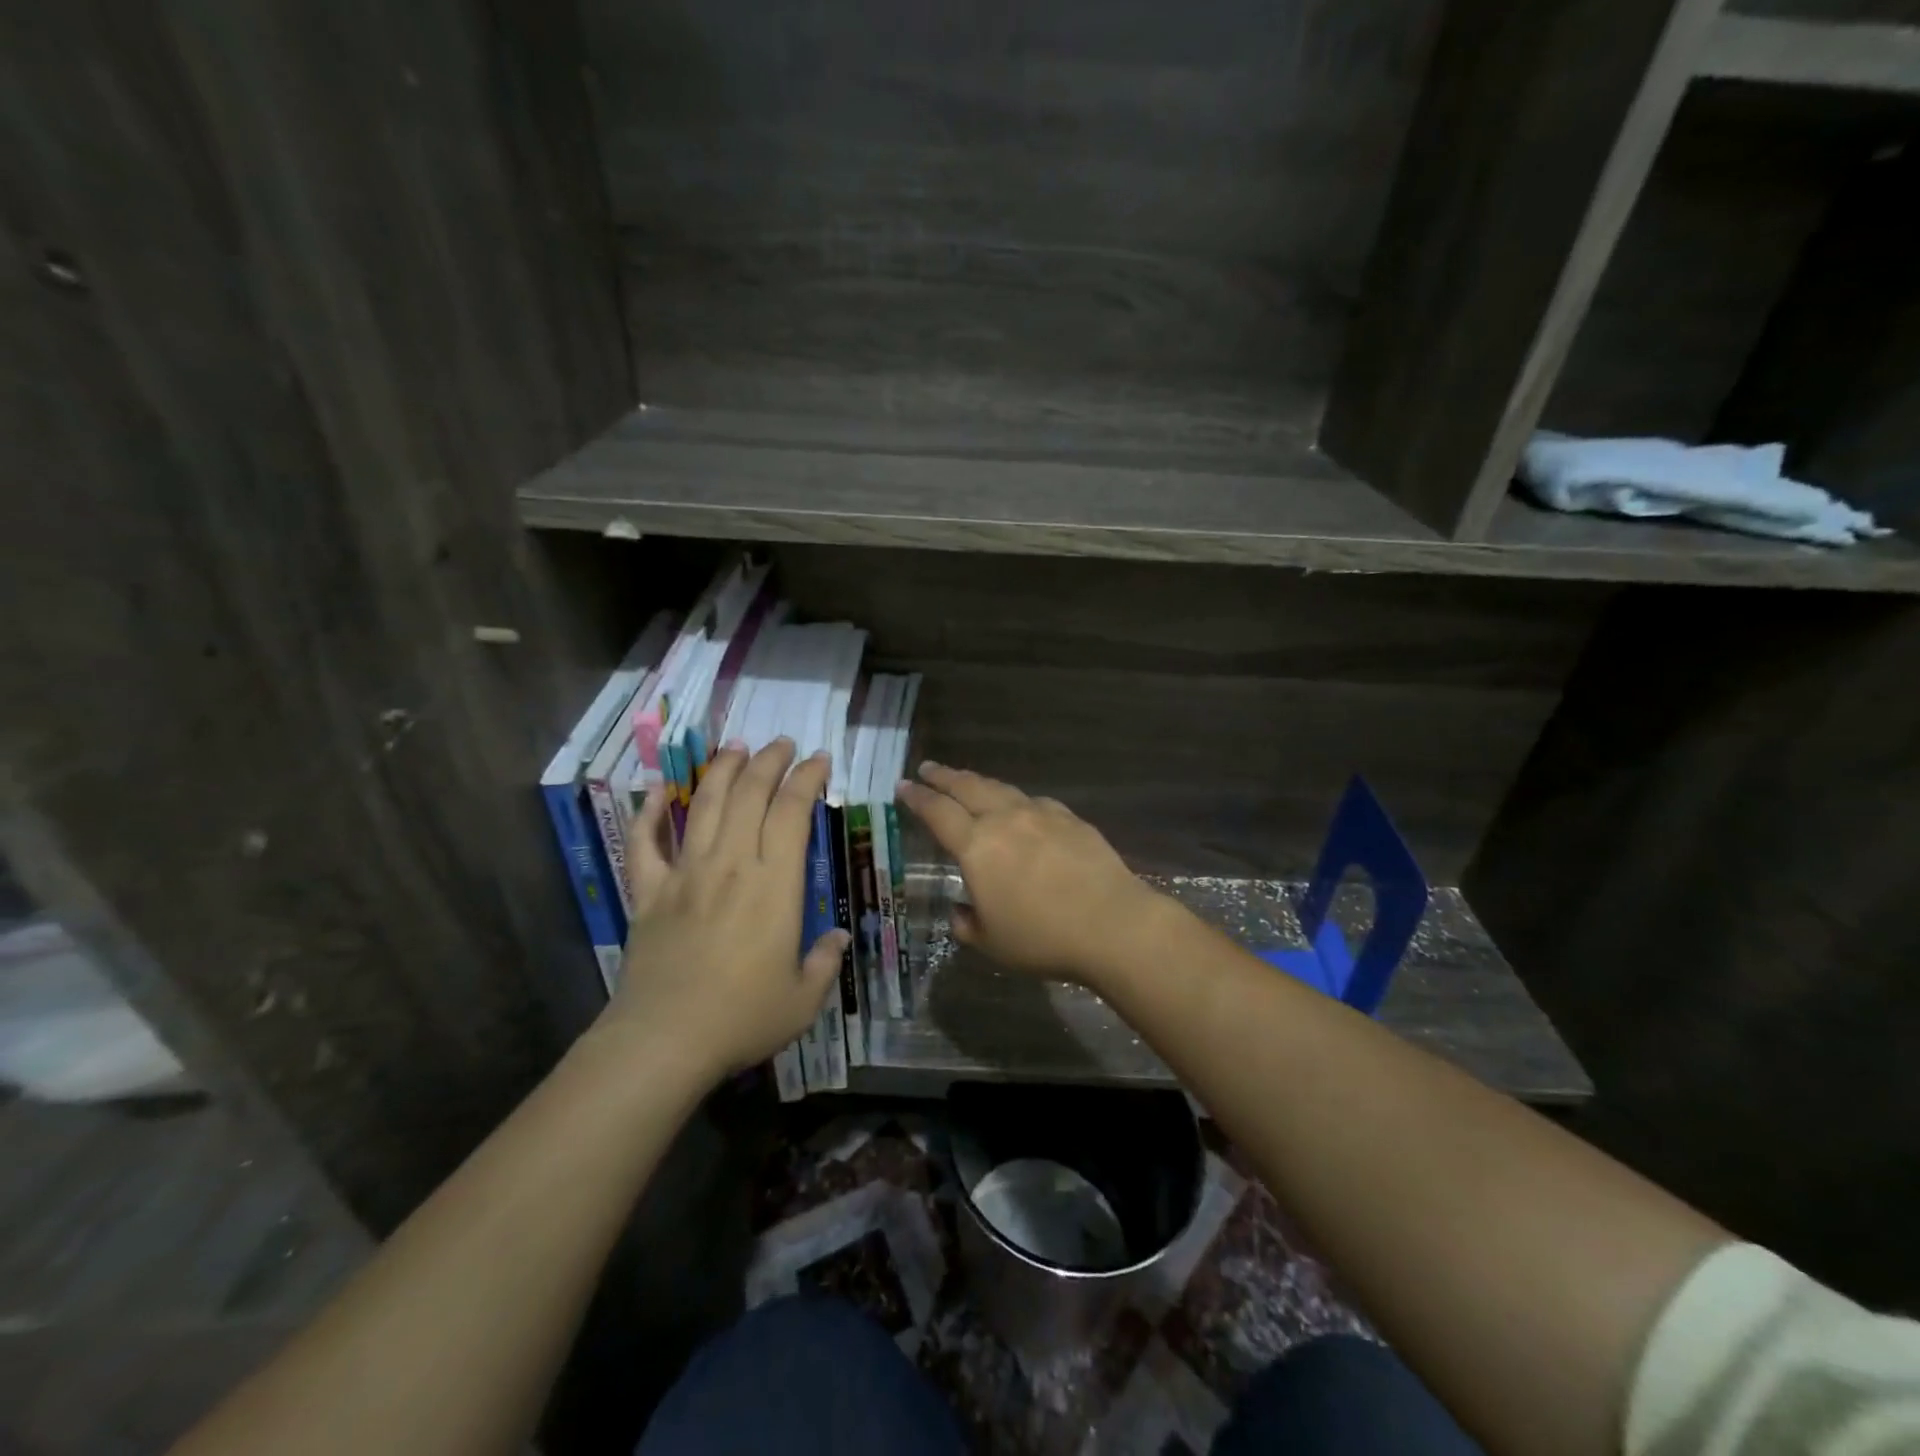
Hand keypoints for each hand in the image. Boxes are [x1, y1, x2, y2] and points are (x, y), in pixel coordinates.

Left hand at [606, 739, 847, 1080]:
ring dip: (721, 771)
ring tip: (735, 748)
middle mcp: (730, 865)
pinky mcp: (648, 893)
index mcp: (773, 884)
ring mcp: (685, 875)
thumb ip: (824, 962)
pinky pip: (643, 845)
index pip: (792, 813)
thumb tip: (836, 938)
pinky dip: (647, 815)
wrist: (663, 1040)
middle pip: (749, 795)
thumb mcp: (803, 999)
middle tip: (782, 744)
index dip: (807, 779)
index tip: (819, 760)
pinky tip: (654, 793)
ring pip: (703, 806)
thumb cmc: (742, 1018)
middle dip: (769, 762)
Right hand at [897, 763, 1164, 985]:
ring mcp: (1041, 814)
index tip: (903, 786)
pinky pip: (1034, 802)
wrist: (1112, 924)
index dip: (917, 798)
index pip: (938, 813)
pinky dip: (1016, 800)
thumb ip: (968, 924)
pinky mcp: (1071, 819)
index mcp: (977, 846)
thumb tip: (961, 911)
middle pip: (968, 787)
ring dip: (978, 782)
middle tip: (928, 768)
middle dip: (944, 776)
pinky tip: (1020, 807)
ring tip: (967, 781)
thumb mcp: (992, 943)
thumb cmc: (1043, 938)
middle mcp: (1005, 820)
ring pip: (1001, 789)